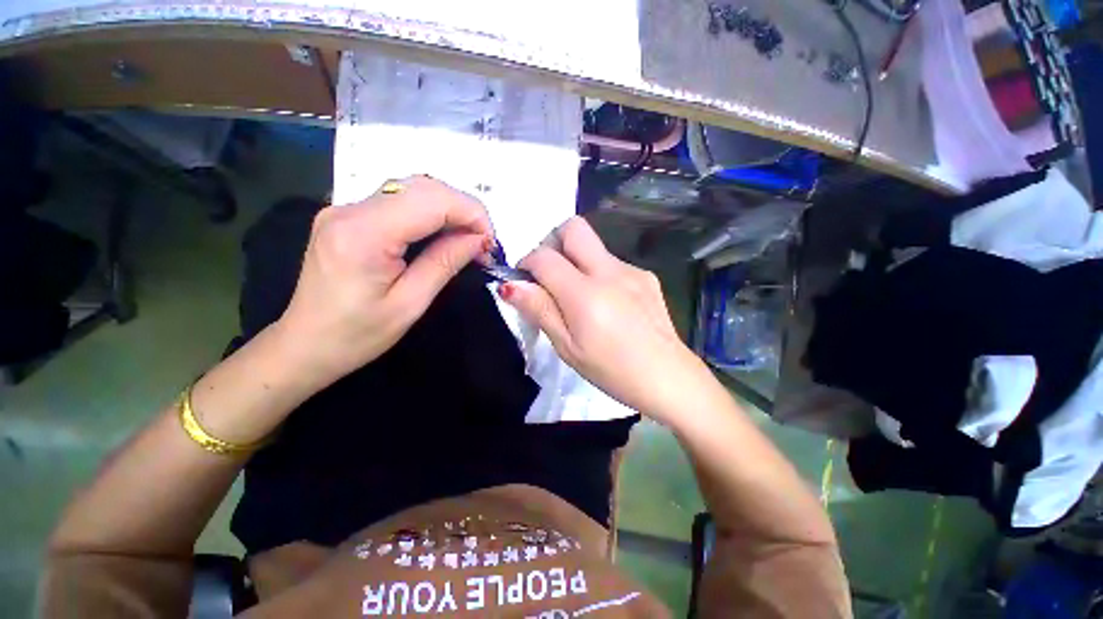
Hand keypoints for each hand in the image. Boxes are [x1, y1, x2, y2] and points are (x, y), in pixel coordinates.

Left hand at [277, 176, 492, 384]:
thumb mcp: (411, 303)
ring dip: (448, 210)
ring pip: (412, 190)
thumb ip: (445, 263)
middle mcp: (350, 209)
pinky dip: (429, 214)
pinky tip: (441, 236)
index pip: (431, 200)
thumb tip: (479, 239)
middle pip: (422, 187)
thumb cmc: (358, 334)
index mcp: (363, 233)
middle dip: (463, 209)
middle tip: (482, 243)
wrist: (305, 345)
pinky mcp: (347, 216)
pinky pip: (398, 202)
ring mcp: (344, 208)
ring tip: (467, 241)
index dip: (471, 213)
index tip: (490, 243)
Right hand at [500, 217, 706, 423]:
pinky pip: (613, 263)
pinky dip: (599, 274)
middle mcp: (609, 271)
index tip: (526, 281)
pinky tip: (608, 304)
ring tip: (581, 298)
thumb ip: (540, 311)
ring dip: (577, 261)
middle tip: (550, 274)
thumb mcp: (568, 348)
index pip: (544, 257)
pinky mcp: (647, 276)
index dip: (527, 263)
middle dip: (553, 242)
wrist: (669, 378)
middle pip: (574, 228)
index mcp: (586, 293)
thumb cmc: (612, 371)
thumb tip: (511, 285)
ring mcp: (632, 270)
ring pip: (594, 246)